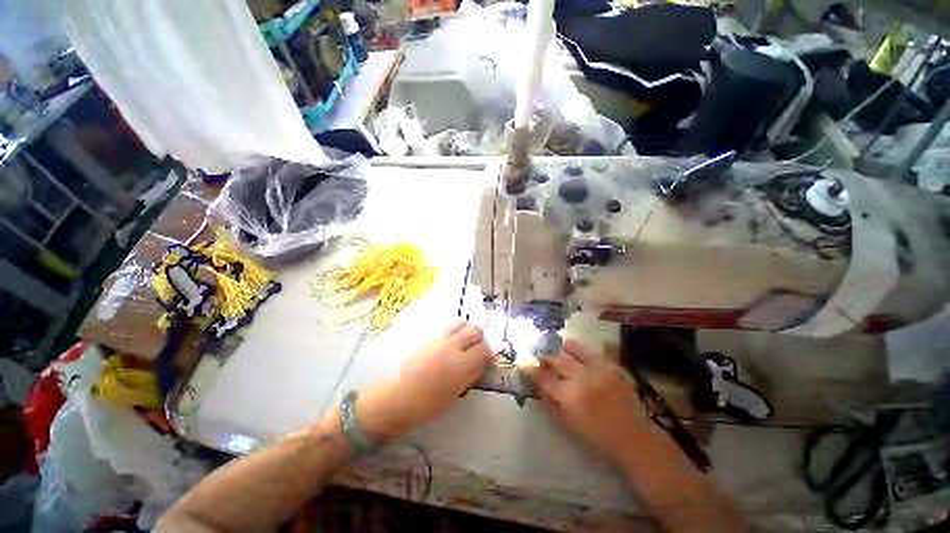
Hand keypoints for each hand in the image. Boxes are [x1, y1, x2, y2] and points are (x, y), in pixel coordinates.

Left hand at [357, 320, 492, 440]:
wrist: (399, 397)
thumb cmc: (429, 404)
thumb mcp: (456, 393)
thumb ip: (471, 375)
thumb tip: (482, 363)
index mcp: (461, 364)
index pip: (484, 349)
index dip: (487, 353)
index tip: (485, 359)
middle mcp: (452, 347)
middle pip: (474, 330)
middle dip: (479, 338)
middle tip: (476, 348)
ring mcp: (439, 340)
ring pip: (460, 323)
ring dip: (466, 330)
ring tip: (463, 342)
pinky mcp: (428, 338)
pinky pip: (446, 330)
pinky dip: (453, 334)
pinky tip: (448, 346)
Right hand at [531, 339, 651, 463]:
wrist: (634, 439)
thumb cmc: (598, 437)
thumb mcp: (568, 425)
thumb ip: (550, 404)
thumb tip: (537, 387)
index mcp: (569, 396)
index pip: (543, 378)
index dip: (531, 370)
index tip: (523, 365)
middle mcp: (582, 378)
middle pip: (557, 360)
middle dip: (546, 358)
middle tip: (542, 360)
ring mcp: (599, 370)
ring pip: (575, 350)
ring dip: (564, 349)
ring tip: (561, 347)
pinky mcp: (612, 367)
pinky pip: (592, 352)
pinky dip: (582, 350)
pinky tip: (578, 351)